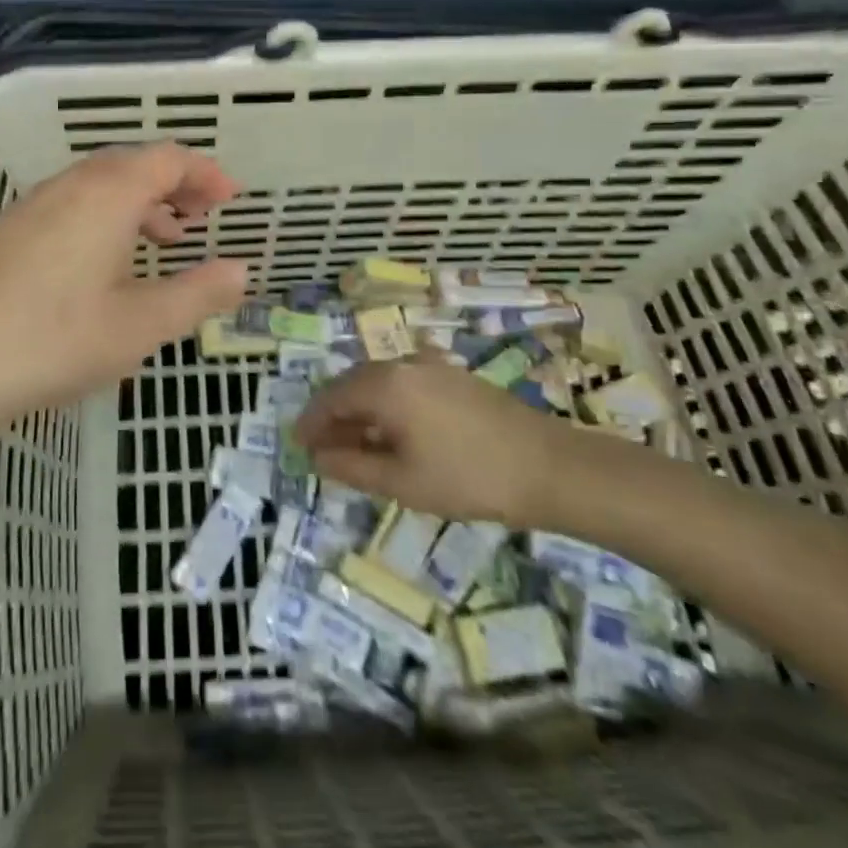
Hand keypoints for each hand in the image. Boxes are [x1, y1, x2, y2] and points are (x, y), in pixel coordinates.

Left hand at [0, 143, 246, 441]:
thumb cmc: (53, 340)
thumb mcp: (140, 326)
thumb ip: (196, 294)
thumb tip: (241, 270)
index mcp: (108, 193)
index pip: (167, 159)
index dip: (204, 173)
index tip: (230, 198)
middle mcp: (68, 186)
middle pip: (131, 165)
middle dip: (172, 185)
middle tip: (200, 217)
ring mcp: (30, 207)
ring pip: (96, 186)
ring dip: (136, 204)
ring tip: (160, 241)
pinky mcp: (4, 233)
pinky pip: (69, 207)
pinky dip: (102, 220)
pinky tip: (101, 266)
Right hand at [294, 357, 568, 524]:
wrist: (548, 467)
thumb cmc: (467, 478)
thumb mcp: (401, 482)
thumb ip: (352, 467)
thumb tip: (317, 457)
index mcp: (384, 385)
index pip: (331, 398)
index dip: (311, 423)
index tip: (298, 446)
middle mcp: (402, 364)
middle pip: (352, 384)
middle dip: (334, 415)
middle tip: (324, 448)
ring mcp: (431, 366)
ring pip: (379, 382)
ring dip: (360, 410)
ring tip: (357, 444)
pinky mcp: (453, 376)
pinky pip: (403, 383)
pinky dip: (387, 405)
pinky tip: (394, 432)